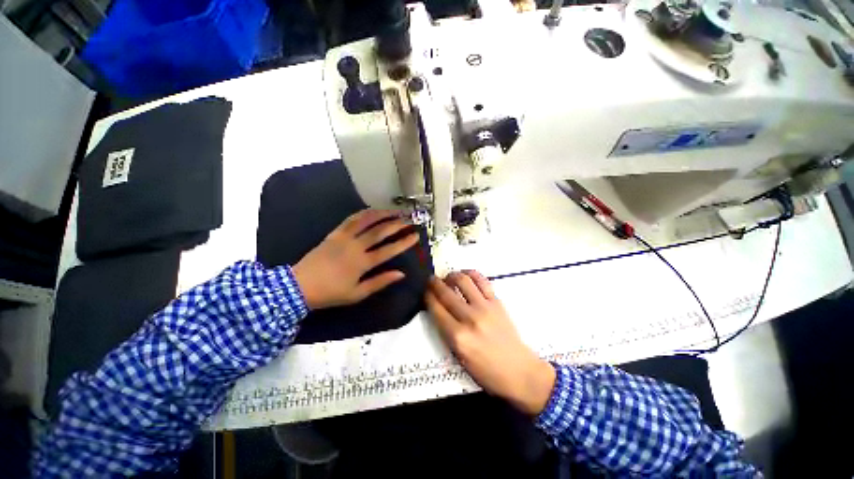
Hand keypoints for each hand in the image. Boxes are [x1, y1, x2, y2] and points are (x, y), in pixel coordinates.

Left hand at [293, 209, 418, 309]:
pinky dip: (364, 213)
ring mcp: (344, 237)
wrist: (299, 286)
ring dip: (382, 214)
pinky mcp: (334, 233)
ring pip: (366, 221)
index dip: (404, 242)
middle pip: (380, 231)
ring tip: (394, 211)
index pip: (389, 250)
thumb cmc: (331, 293)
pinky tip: (372, 211)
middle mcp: (355, 246)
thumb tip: (401, 274)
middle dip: (397, 225)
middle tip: (409, 220)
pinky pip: (351, 219)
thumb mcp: (358, 294)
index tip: (416, 236)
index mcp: (362, 263)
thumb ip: (380, 282)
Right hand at [425, 270, 555, 415]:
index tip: (425, 291)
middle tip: (431, 280)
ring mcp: (485, 308)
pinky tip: (466, 275)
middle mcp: (469, 318)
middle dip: (434, 283)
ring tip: (448, 277)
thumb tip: (438, 309)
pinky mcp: (497, 302)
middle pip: (446, 293)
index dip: (427, 296)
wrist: (519, 371)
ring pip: (462, 281)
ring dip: (451, 275)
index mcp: (457, 337)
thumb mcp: (459, 357)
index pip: (436, 309)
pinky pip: (482, 281)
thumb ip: (446, 332)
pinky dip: (471, 273)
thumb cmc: (486, 371)